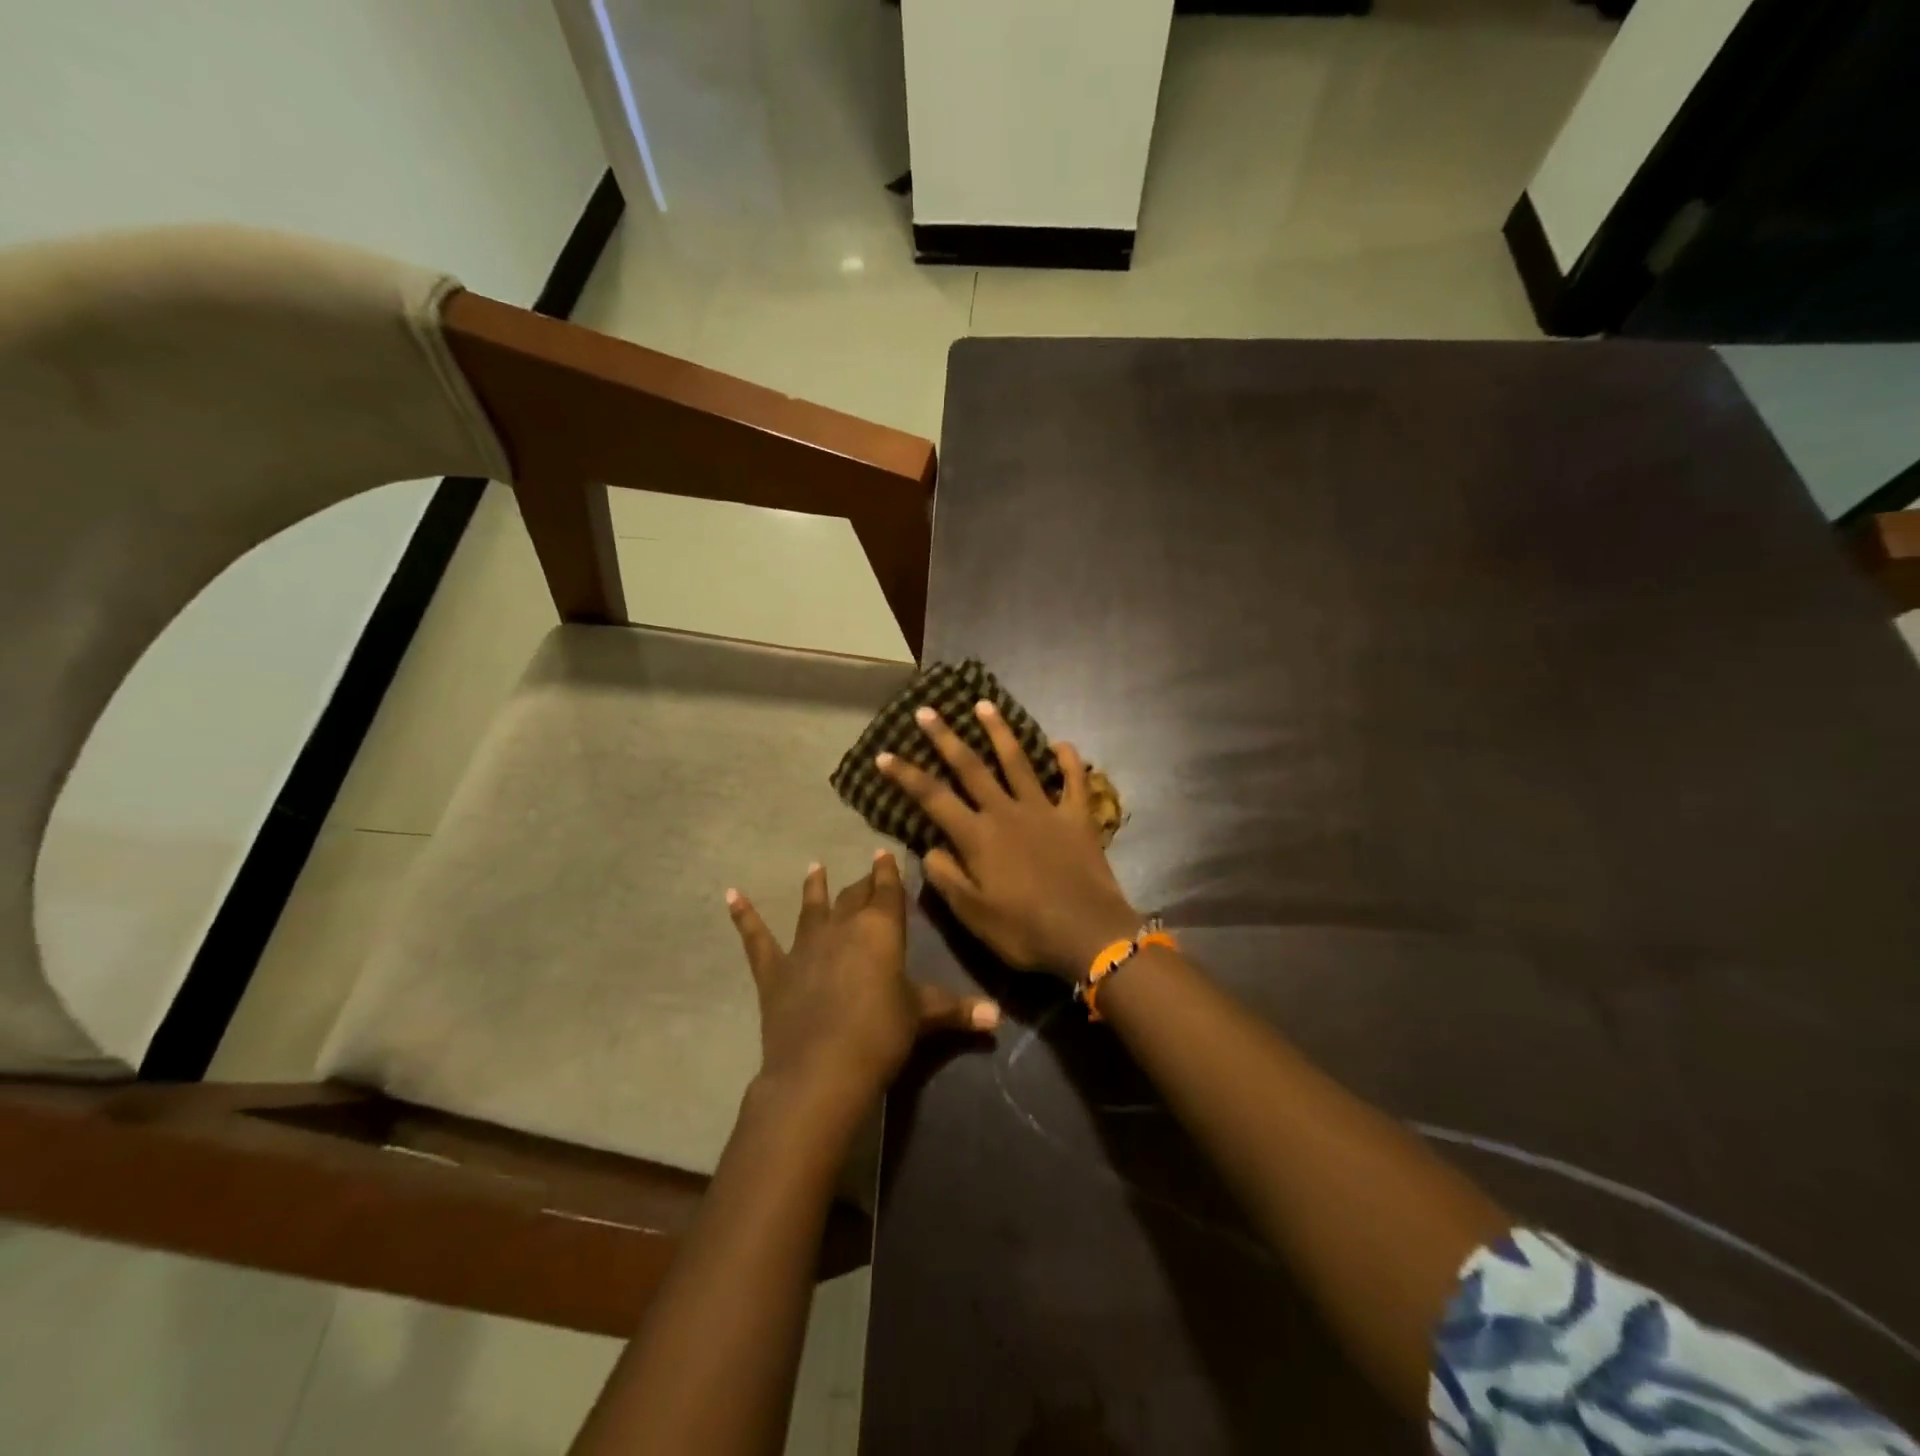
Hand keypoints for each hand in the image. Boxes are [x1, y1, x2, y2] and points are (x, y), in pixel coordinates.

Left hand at [727, 852, 1000, 1108]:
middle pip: (853, 896)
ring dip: (814, 888)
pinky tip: (730, 895)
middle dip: (861, 883)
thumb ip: (957, 1010)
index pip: (888, 891)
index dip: (888, 872)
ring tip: (813, 867)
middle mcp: (842, 926)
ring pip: (812, 907)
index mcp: (880, 930)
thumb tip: (999, 1016)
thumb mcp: (922, 1017)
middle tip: (865, 872)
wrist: (822, 1069)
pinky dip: (744, 916)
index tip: (884, 852)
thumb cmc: (881, 1035)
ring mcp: (805, 946)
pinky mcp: (775, 970)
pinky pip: (756, 938)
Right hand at [877, 702, 1142, 980]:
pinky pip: (1074, 781)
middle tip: (927, 710)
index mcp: (978, 836)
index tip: (884, 754)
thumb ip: (946, 878)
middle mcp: (1007, 812)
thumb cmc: (1025, 931)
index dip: (906, 775)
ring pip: (1018, 761)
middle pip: (971, 767)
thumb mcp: (973, 915)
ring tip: (985, 705)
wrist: (1089, 934)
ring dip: (1000, 732)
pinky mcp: (1078, 817)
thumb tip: (929, 848)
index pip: (933, 797)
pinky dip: (1069, 760)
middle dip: (945, 737)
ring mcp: (1045, 810)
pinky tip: (1060, 743)